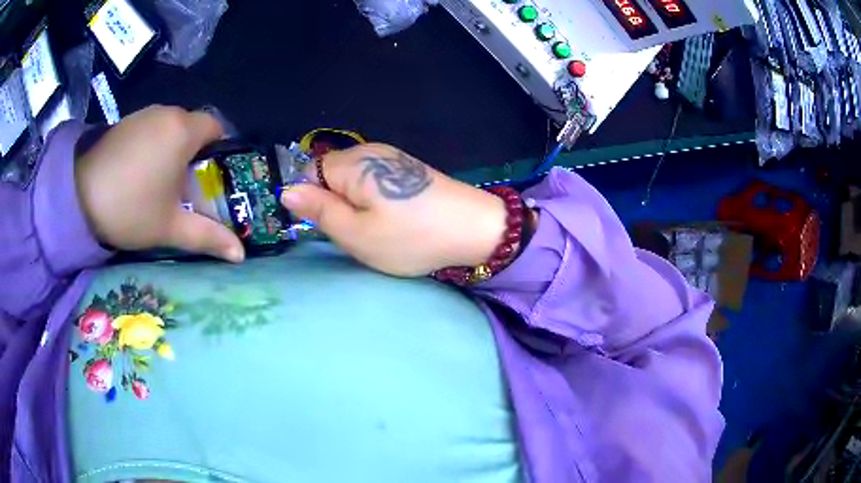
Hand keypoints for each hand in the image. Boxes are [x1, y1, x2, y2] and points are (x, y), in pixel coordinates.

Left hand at [75, 106, 244, 261]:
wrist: (78, 196)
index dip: (219, 150)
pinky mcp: (125, 122)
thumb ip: (207, 237)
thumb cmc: (130, 208)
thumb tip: (240, 255)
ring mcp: (144, 114)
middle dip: (194, 153)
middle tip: (184, 187)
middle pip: (193, 127)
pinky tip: (138, 172)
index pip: (217, 127)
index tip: (210, 177)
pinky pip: (150, 128)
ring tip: (158, 182)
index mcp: (183, 131)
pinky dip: (152, 145)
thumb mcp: (170, 227)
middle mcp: (167, 113)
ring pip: (170, 127)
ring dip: (171, 149)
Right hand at [280, 143, 509, 276]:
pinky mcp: (408, 168)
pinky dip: (376, 201)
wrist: (474, 229)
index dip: (312, 201)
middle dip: (335, 204)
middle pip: (330, 176)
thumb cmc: (411, 237)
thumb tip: (286, 191)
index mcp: (351, 164)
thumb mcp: (356, 234)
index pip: (308, 174)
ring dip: (356, 205)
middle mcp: (369, 151)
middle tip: (358, 232)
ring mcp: (392, 157)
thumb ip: (318, 210)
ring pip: (353, 181)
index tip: (331, 226)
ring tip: (379, 228)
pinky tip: (395, 218)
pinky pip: (374, 182)